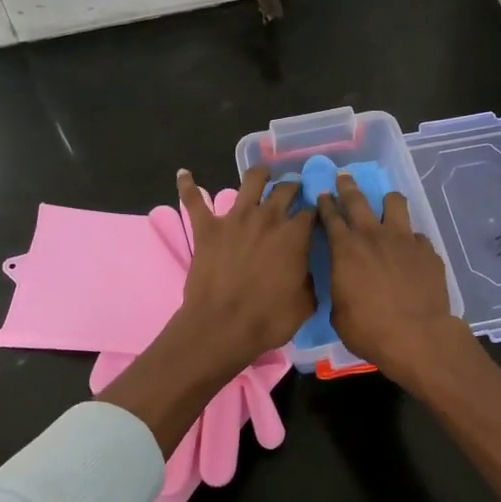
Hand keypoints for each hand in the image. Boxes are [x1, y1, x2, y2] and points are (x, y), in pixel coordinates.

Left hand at [174, 165, 315, 370]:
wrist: (221, 328)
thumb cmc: (267, 320)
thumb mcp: (305, 304)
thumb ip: (310, 280)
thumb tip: (308, 271)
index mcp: (294, 236)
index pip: (311, 213)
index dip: (315, 212)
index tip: (316, 214)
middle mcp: (267, 218)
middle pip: (285, 189)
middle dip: (292, 187)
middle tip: (293, 189)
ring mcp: (235, 219)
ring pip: (251, 181)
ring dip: (259, 174)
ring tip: (262, 173)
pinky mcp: (207, 227)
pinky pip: (193, 200)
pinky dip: (187, 185)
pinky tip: (184, 174)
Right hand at [317, 171, 467, 380]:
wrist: (417, 337)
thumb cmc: (369, 330)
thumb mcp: (338, 313)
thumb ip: (340, 288)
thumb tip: (344, 283)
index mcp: (345, 249)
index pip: (331, 216)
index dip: (325, 204)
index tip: (323, 195)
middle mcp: (373, 235)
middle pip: (358, 199)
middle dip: (348, 186)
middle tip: (344, 177)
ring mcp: (404, 239)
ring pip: (395, 203)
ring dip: (387, 202)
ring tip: (386, 205)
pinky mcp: (427, 251)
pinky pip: (417, 236)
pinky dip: (411, 241)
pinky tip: (411, 253)